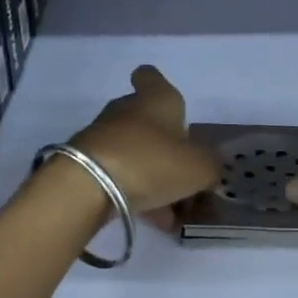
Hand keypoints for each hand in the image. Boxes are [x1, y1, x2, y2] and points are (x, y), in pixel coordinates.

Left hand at [68, 65, 219, 215]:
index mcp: (156, 99)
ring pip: (135, 153)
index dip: (158, 86)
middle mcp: (127, 110)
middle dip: (165, 147)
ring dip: (154, 177)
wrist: (88, 185)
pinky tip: (154, 220)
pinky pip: (120, 176)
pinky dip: (137, 194)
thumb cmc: (151, 161)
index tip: (171, 108)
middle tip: (185, 176)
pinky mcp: (86, 165)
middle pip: (147, 121)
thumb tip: (207, 171)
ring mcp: (103, 137)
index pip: (151, 76)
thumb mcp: (198, 168)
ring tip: (174, 212)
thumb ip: (210, 168)